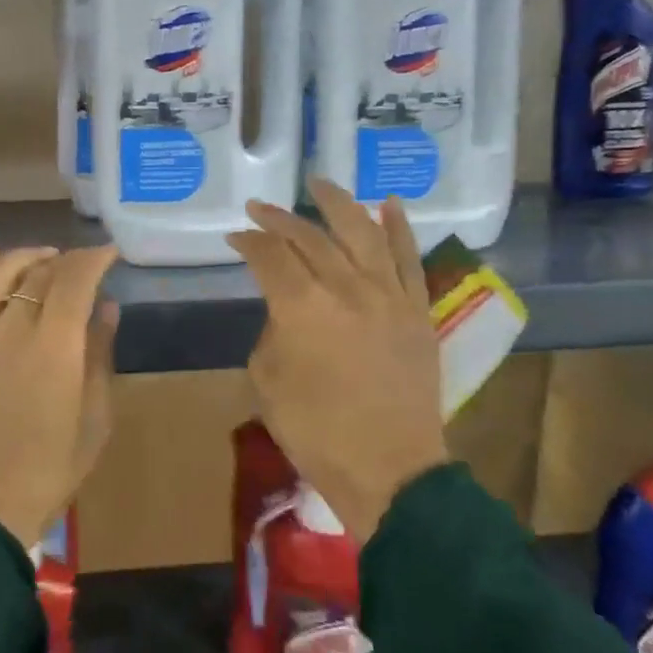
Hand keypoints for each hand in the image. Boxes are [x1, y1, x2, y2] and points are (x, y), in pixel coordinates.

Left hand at [0, 243, 119, 548]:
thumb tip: (106, 308)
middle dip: (63, 262)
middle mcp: (10, 328)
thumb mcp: (92, 422)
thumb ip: (99, 357)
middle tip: (77, 268)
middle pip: (36, 273)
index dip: (94, 258)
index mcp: (55, 347)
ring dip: (19, 257)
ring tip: (37, 257)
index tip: (108, 254)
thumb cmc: (43, 473)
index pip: (75, 279)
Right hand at [226, 178, 447, 543]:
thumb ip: (272, 333)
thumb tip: (285, 313)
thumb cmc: (317, 433)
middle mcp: (346, 288)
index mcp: (301, 307)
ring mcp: (388, 295)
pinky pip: (409, 258)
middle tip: (260, 209)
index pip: (269, 256)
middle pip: (310, 237)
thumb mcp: (269, 382)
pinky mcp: (417, 310)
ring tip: (319, 183)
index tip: (235, 237)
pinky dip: (399, 227)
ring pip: (362, 232)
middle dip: (280, 219)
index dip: (248, 242)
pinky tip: (388, 203)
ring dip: (337, 203)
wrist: (391, 469)